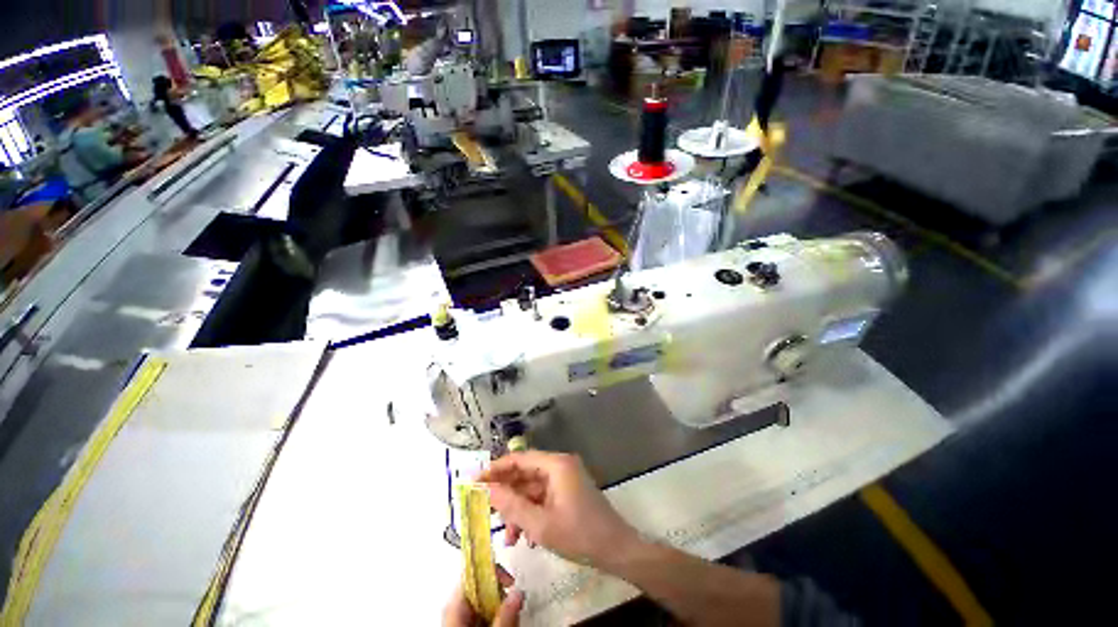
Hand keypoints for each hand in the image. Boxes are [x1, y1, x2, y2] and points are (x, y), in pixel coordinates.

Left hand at [443, 568, 522, 626]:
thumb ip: (504, 616)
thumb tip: (518, 592)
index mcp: (453, 606)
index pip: (470, 573)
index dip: (490, 569)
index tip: (509, 578)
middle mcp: (454, 609)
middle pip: (479, 587)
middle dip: (500, 593)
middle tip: (515, 602)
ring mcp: (459, 620)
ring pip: (482, 602)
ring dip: (500, 607)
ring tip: (512, 618)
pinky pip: (481, 615)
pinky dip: (495, 617)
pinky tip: (505, 625)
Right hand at [478, 452, 639, 569]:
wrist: (616, 550)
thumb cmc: (579, 535)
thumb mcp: (540, 524)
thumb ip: (512, 506)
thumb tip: (487, 490)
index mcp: (556, 464)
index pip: (520, 459)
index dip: (496, 468)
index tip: (475, 480)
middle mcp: (560, 465)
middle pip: (526, 473)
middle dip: (507, 495)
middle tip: (485, 511)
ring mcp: (565, 478)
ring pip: (533, 488)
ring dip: (518, 510)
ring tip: (508, 537)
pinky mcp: (568, 491)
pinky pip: (543, 497)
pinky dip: (532, 512)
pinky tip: (524, 535)